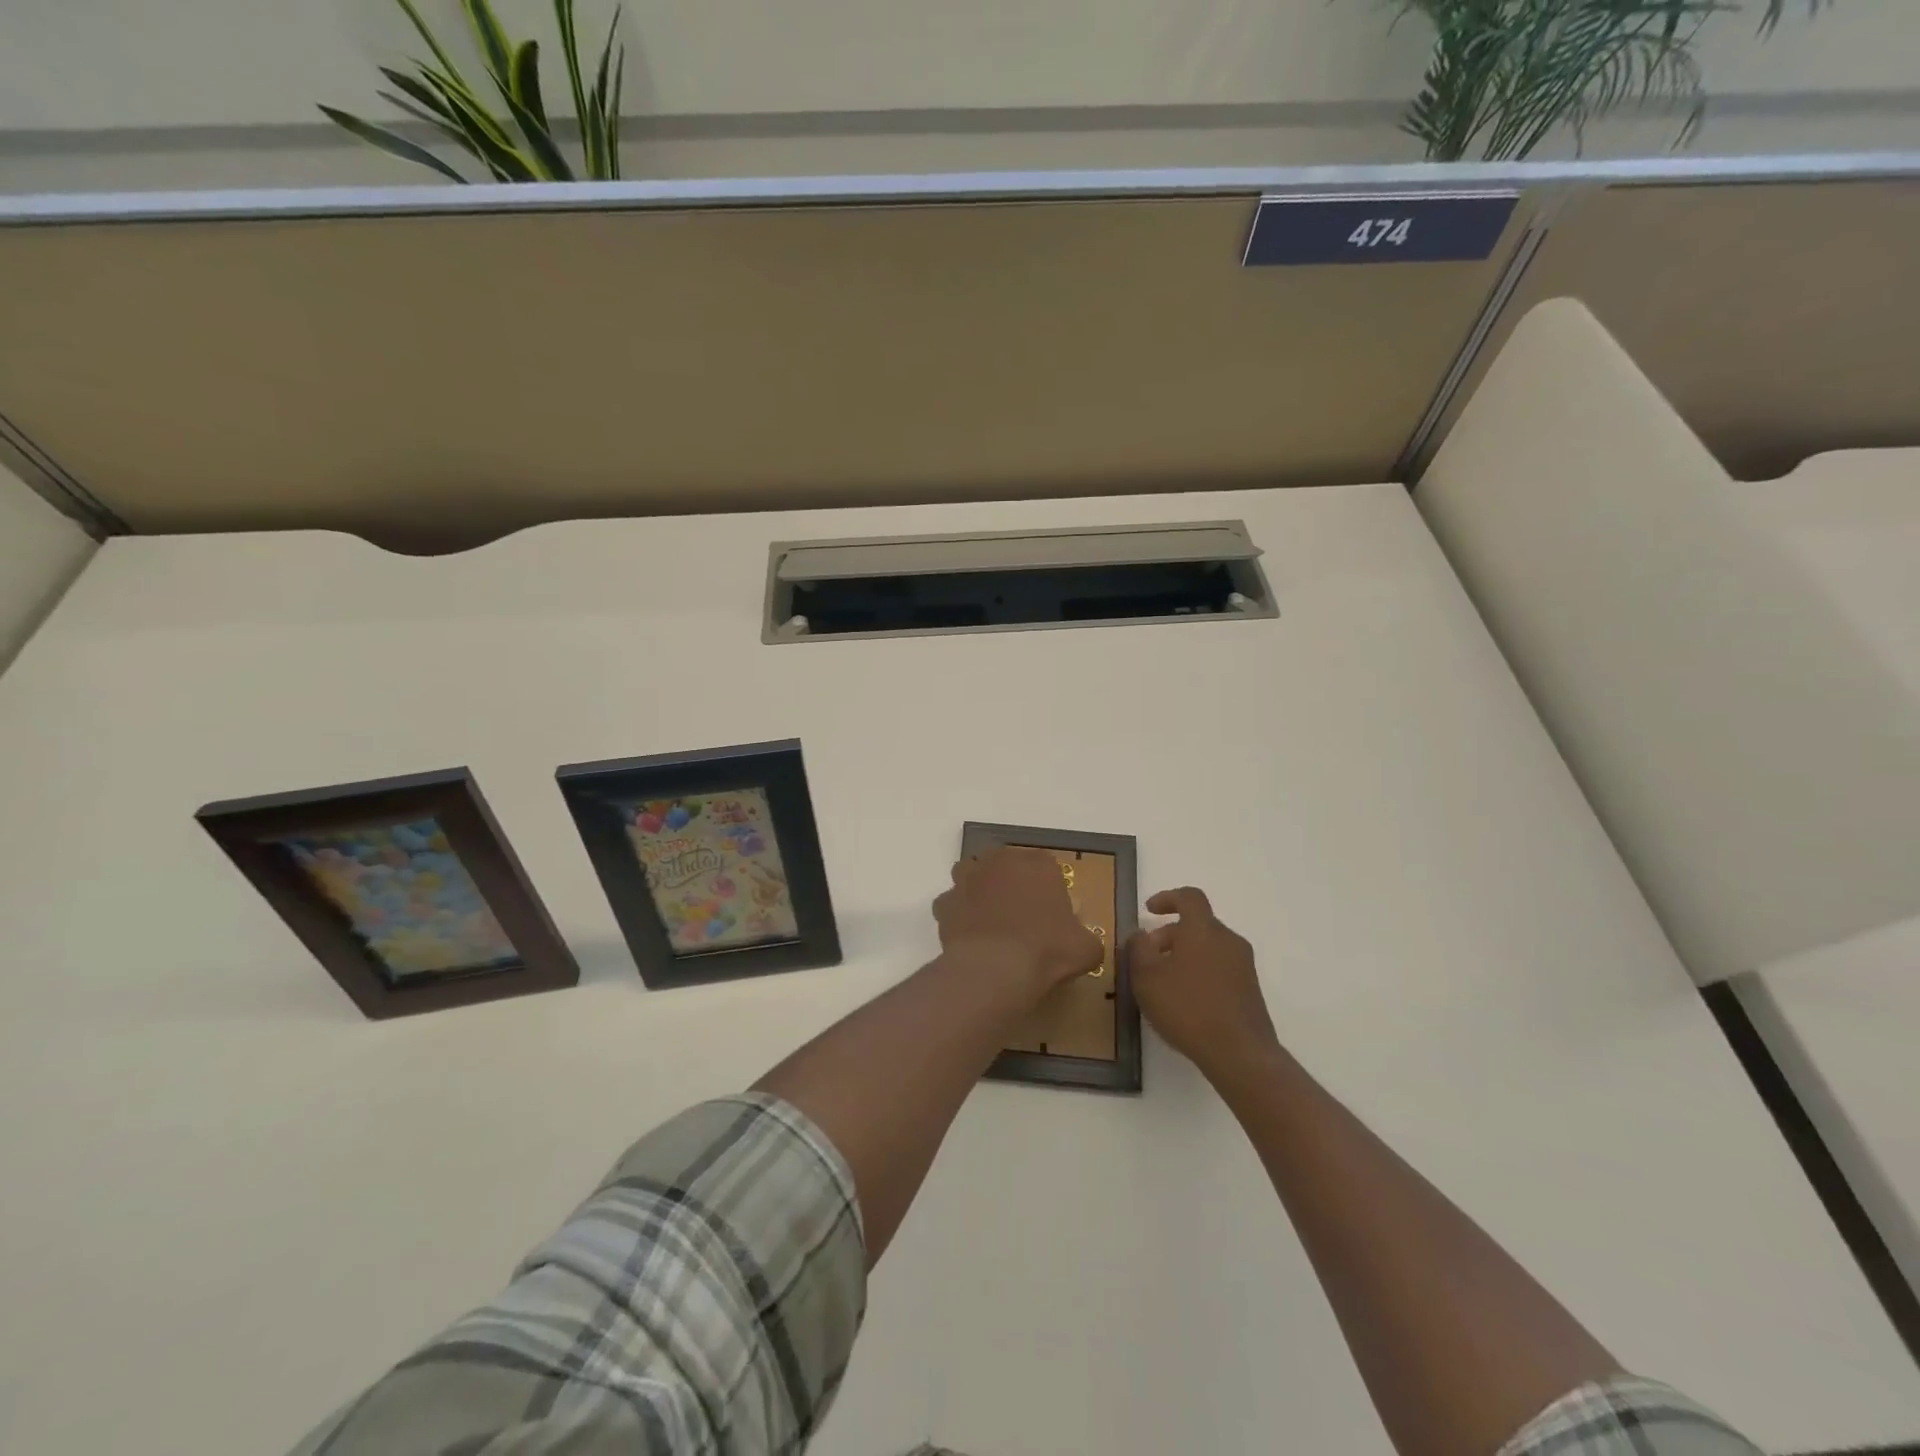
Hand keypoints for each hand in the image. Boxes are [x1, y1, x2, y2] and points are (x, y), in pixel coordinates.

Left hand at [934, 846, 1104, 993]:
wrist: (996, 969)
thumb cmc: (1047, 951)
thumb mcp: (1086, 950)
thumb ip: (1087, 940)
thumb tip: (1085, 944)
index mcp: (1039, 865)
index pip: (1045, 863)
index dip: (1046, 884)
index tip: (1049, 908)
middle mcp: (1001, 862)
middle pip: (1004, 862)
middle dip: (1009, 879)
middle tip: (1017, 909)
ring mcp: (969, 879)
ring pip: (970, 871)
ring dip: (977, 886)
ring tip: (987, 913)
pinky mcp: (945, 902)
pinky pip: (950, 902)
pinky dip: (957, 913)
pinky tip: (966, 932)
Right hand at [1125, 887, 1278, 1079]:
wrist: (1240, 1053)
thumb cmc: (1187, 1008)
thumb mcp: (1146, 978)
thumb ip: (1138, 949)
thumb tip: (1140, 934)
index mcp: (1203, 929)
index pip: (1189, 897)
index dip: (1168, 898)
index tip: (1150, 911)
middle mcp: (1228, 940)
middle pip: (1198, 924)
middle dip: (1170, 934)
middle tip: (1148, 956)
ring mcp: (1243, 965)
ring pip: (1209, 947)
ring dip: (1185, 955)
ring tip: (1164, 981)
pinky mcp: (1250, 989)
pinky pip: (1220, 967)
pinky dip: (1200, 972)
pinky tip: (1186, 1000)